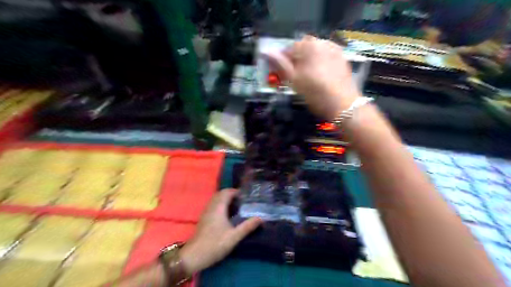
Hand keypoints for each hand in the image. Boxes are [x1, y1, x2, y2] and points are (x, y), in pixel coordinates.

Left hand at [179, 190, 260, 273]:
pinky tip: (226, 214)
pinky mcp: (204, 218)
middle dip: (231, 194)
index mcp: (218, 207)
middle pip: (220, 194)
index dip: (236, 192)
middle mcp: (211, 206)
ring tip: (236, 206)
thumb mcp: (234, 237)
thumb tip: (260, 218)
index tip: (246, 196)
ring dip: (225, 199)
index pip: (227, 192)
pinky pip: (213, 205)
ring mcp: (206, 212)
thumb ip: (247, 226)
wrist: (194, 256)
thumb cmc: (215, 244)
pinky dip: (220, 204)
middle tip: (242, 201)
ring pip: (216, 199)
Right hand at [265, 35, 359, 119]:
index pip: (289, 49)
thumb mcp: (294, 80)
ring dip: (308, 60)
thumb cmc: (315, 92)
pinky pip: (326, 56)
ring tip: (307, 76)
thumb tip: (266, 52)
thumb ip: (280, 64)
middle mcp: (322, 42)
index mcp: (308, 45)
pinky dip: (320, 63)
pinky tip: (320, 75)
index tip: (281, 74)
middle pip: (303, 48)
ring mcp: (335, 49)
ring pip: (315, 52)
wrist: (343, 104)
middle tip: (294, 76)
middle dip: (296, 59)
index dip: (282, 62)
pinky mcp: (343, 58)